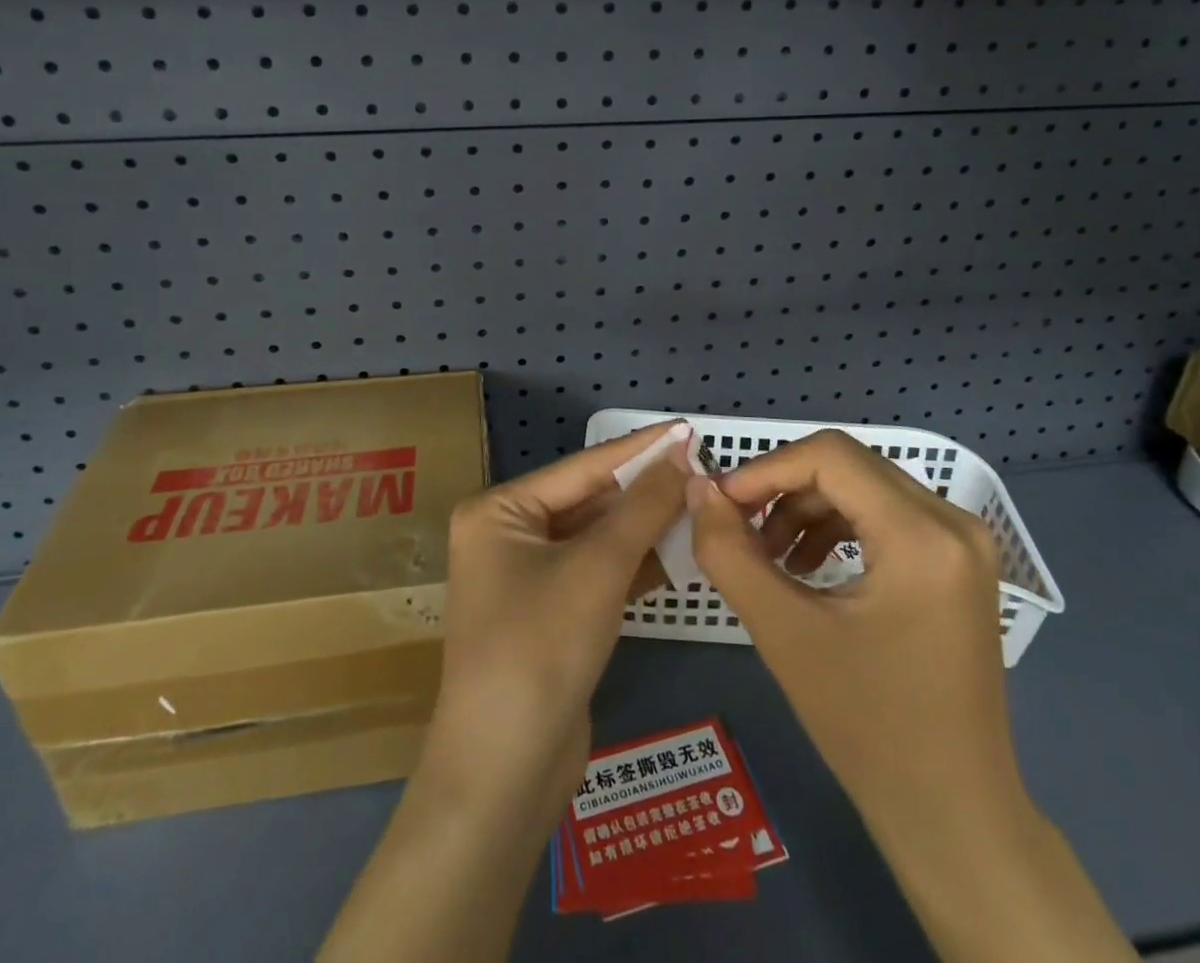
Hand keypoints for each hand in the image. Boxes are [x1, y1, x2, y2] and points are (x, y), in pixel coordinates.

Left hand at [321, 424, 694, 962]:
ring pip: (596, 538)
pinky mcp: (550, 614)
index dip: (638, 449)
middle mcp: (507, 536)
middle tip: (701, 468)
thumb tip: (681, 455)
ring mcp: (527, 578)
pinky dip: (633, 563)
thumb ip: (642, 508)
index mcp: (498, 512)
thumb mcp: (597, 569)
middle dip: (643, 490)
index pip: (582, 467)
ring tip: (699, 501)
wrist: (506, 770)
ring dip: (643, 526)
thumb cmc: (541, 648)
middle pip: (588, 501)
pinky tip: (677, 550)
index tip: (687, 428)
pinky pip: (597, 573)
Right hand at [685, 431, 1026, 846]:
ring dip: (807, 506)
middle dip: (782, 487)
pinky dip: (837, 524)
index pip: (829, 457)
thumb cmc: (867, 727)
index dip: (765, 469)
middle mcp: (954, 521)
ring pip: (864, 484)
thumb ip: (729, 552)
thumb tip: (699, 490)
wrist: (952, 813)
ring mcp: (964, 541)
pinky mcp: (959, 561)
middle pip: (847, 465)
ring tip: (770, 555)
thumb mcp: (783, 632)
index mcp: (922, 536)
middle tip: (737, 526)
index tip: (720, 504)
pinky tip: (807, 566)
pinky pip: (886, 512)